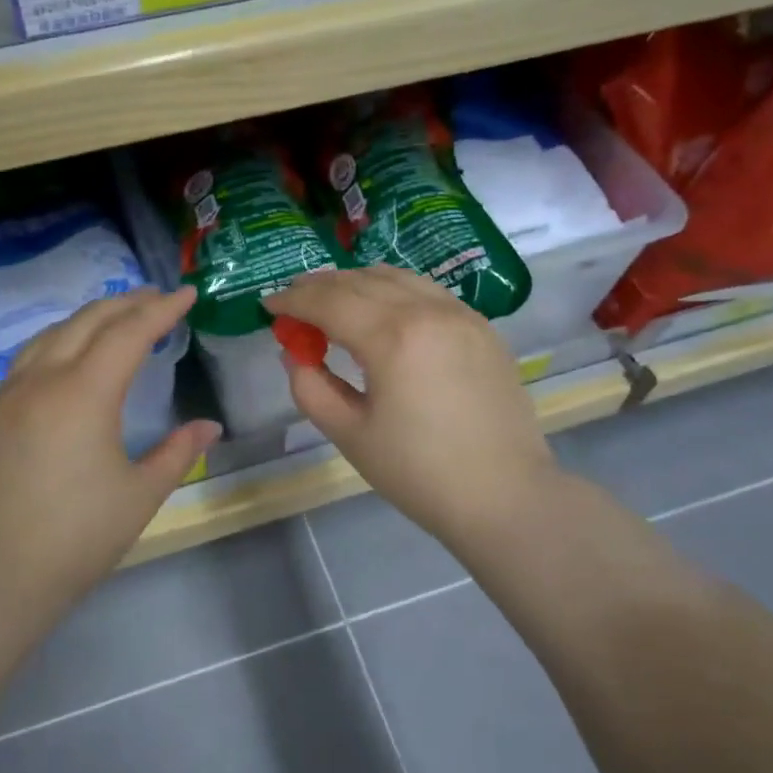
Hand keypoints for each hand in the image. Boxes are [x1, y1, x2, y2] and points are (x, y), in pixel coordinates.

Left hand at [0, 287, 220, 621]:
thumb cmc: (78, 536)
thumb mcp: (141, 494)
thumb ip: (178, 452)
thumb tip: (209, 426)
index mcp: (84, 393)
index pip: (128, 334)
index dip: (161, 310)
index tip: (187, 293)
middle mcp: (43, 380)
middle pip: (88, 322)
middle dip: (126, 304)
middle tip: (159, 298)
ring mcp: (11, 394)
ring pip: (53, 333)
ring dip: (90, 318)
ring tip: (118, 318)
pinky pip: (31, 356)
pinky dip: (60, 338)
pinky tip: (71, 354)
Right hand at [265, 265, 559, 550]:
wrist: (503, 495)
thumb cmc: (419, 473)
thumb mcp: (350, 435)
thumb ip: (311, 388)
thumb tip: (294, 354)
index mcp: (392, 337)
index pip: (329, 301)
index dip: (292, 300)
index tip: (268, 306)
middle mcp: (428, 310)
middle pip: (361, 280)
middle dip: (320, 286)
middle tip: (294, 303)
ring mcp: (461, 314)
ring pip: (398, 278)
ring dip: (357, 283)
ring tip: (333, 303)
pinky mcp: (482, 327)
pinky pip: (427, 292)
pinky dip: (394, 291)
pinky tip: (382, 313)